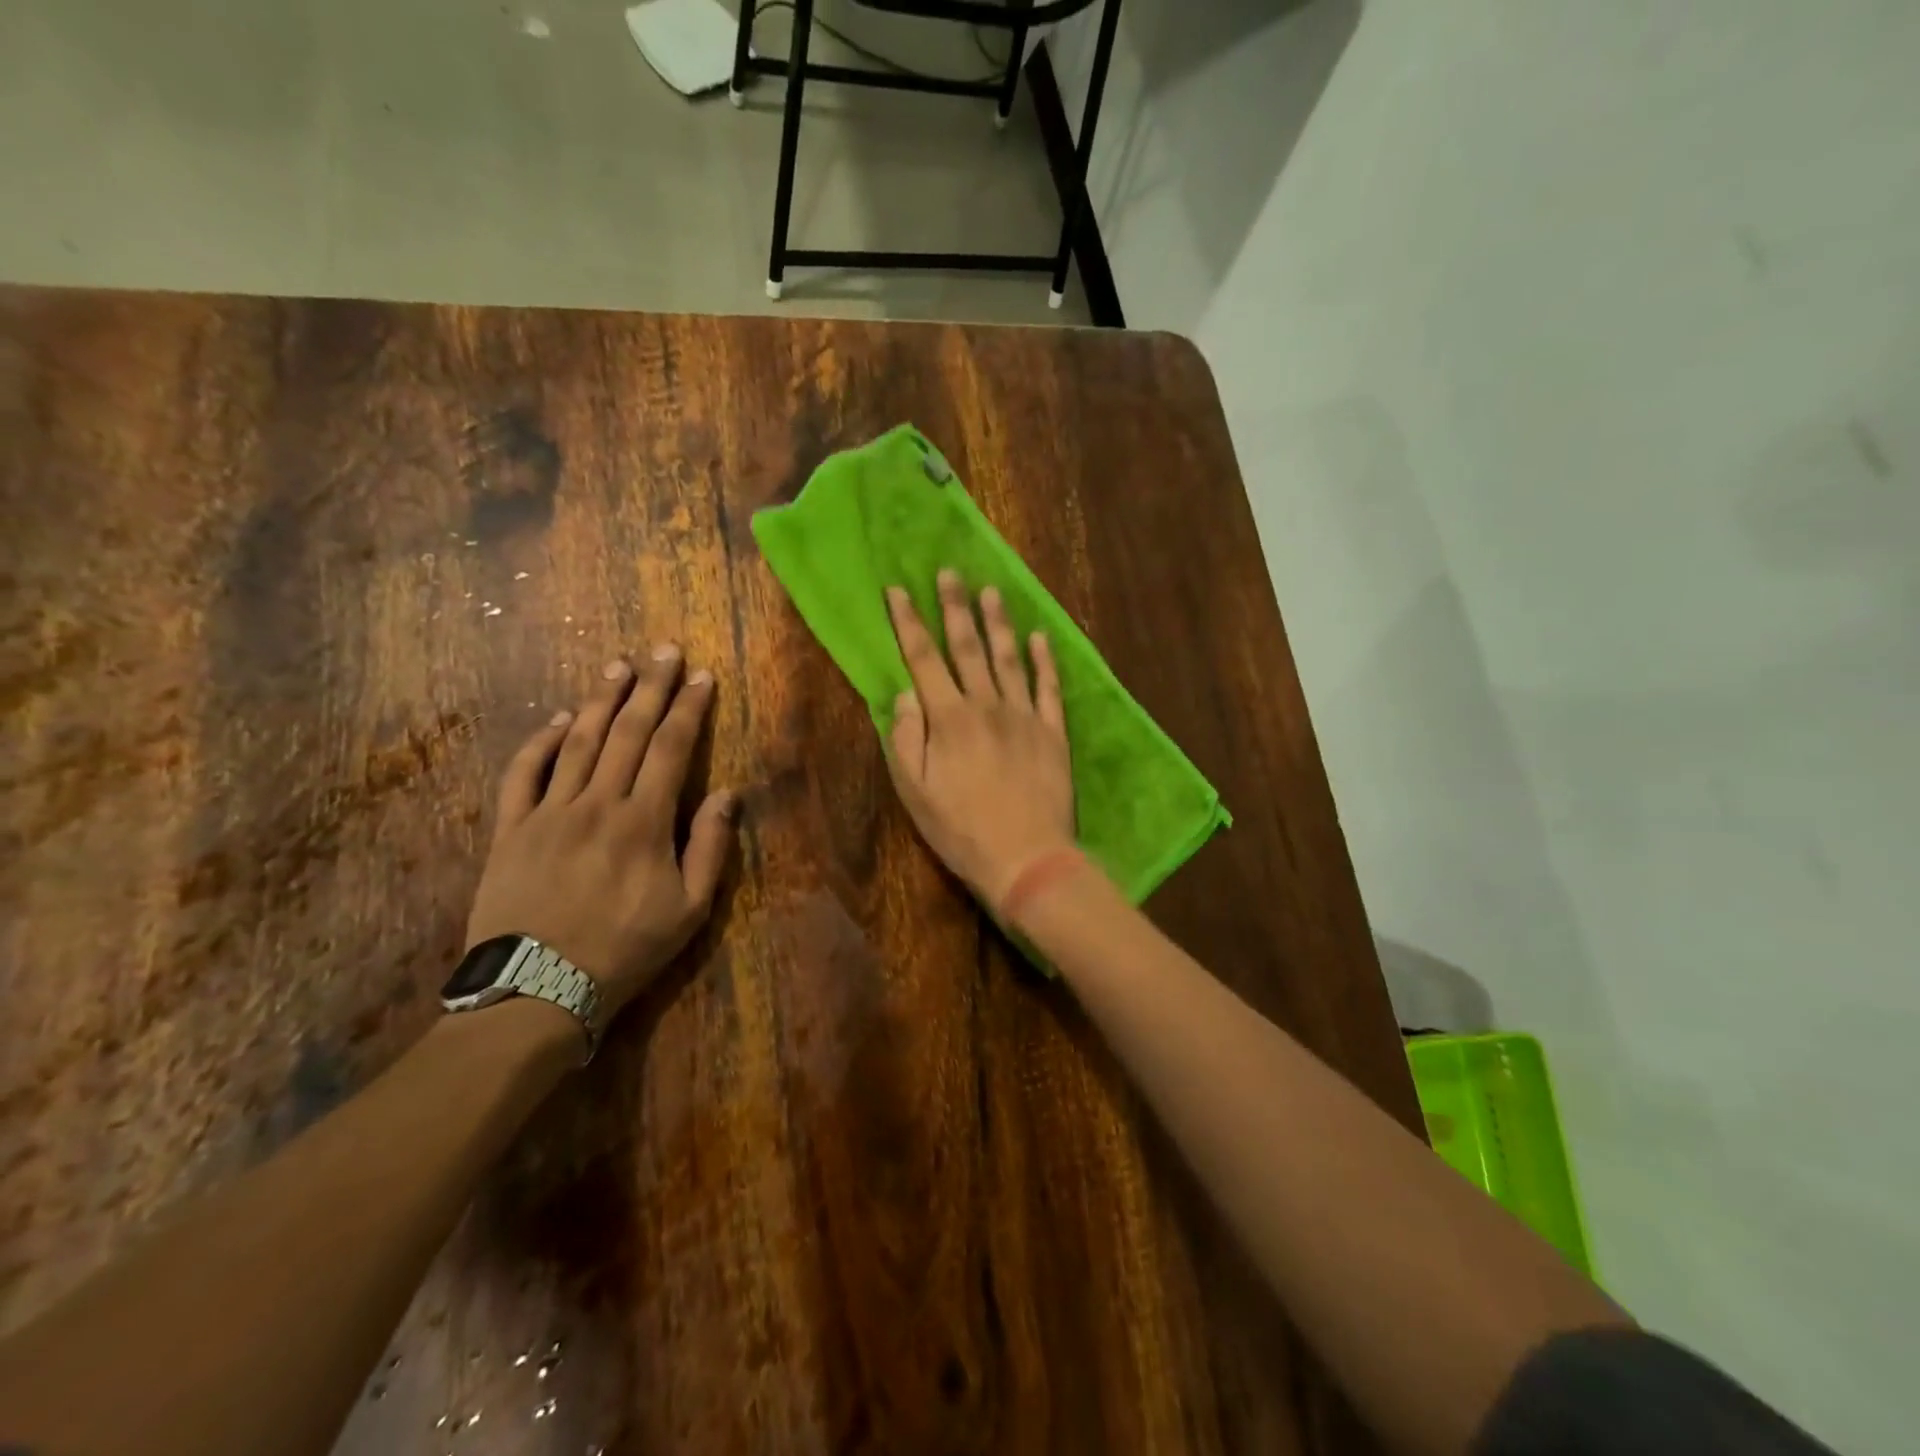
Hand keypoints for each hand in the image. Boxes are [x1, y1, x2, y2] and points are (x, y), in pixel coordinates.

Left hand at [466, 647, 736, 1021]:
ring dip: (602, 700)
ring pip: (578, 741)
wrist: (536, 990)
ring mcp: (549, 812)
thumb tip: (727, 793)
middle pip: (629, 732)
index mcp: (644, 821)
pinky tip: (558, 718)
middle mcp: (597, 803)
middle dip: (651, 687)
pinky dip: (541, 741)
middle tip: (664, 650)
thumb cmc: (625, 950)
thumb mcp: (689, 910)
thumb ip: (710, 847)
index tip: (702, 676)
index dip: (689, 708)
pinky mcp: (511, 828)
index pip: (672, 748)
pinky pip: (523, 773)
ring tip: (619, 666)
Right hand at [885, 571, 1075, 908]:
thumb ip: (906, 737)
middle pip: (967, 647)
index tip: (898, 591)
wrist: (1026, 857)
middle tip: (949, 573)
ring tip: (992, 591)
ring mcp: (1024, 716)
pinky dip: (1044, 660)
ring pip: (1009, 658)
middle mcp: (986, 705)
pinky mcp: (1053, 732)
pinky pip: (1048, 687)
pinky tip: (1040, 637)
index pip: (923, 659)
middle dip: (954, 607)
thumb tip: (905, 693)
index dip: (908, 622)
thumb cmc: (960, 829)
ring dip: (998, 623)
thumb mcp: (914, 791)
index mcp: (948, 719)